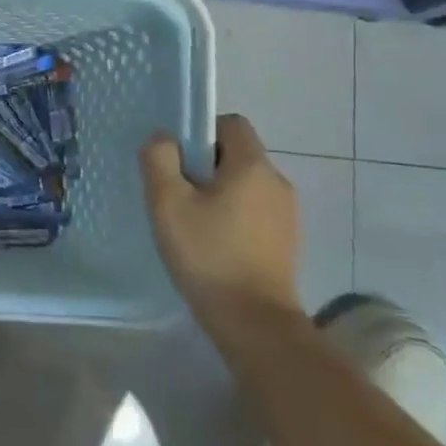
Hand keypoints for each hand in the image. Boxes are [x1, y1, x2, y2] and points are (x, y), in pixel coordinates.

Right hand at [139, 114, 300, 326]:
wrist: (253, 320)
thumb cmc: (207, 254)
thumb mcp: (168, 203)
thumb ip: (159, 160)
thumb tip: (163, 139)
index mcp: (253, 165)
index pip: (230, 124)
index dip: (200, 131)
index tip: (176, 159)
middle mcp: (277, 182)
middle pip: (236, 154)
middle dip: (204, 165)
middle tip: (175, 193)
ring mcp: (287, 213)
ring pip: (244, 184)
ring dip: (217, 193)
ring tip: (190, 222)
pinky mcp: (286, 240)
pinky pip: (254, 210)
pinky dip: (232, 216)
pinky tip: (211, 243)